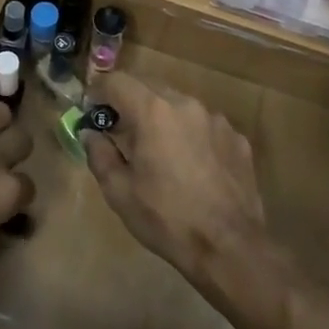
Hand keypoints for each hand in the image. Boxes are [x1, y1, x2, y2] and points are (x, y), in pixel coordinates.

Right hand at [79, 71, 268, 290]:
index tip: (91, 109)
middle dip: (130, 101)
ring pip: (179, 104)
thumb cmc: (166, 218)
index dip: (99, 90)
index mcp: (153, 111)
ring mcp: (216, 120)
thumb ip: (99, 154)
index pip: (117, 81)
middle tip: (120, 129)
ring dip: (162, 117)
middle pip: (149, 86)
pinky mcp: (237, 139)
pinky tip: (191, 165)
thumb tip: (90, 133)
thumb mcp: (119, 192)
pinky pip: (204, 125)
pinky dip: (190, 134)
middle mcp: (186, 104)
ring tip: (157, 149)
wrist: (230, 247)